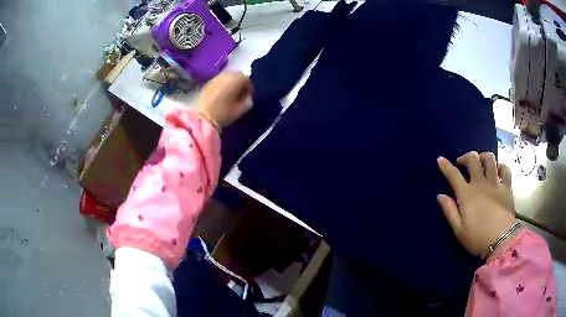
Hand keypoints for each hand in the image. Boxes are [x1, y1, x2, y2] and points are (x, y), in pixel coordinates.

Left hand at [198, 71, 253, 128]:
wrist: (203, 118)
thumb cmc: (223, 114)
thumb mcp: (240, 110)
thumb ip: (248, 101)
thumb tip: (248, 97)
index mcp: (236, 79)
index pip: (247, 80)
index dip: (249, 89)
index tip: (248, 97)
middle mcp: (226, 75)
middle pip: (237, 75)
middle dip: (240, 84)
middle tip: (240, 94)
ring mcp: (215, 78)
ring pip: (227, 77)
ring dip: (231, 83)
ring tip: (230, 94)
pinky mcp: (207, 83)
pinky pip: (219, 81)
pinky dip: (222, 85)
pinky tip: (221, 94)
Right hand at [436, 151, 515, 258]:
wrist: (502, 241)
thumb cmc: (478, 238)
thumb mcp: (459, 231)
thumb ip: (449, 211)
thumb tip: (440, 196)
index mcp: (467, 195)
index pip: (454, 175)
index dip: (445, 166)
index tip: (440, 159)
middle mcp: (481, 183)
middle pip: (473, 160)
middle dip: (466, 157)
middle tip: (463, 163)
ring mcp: (495, 183)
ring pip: (489, 159)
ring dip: (483, 157)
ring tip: (481, 162)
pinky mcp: (507, 187)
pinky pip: (505, 169)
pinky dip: (500, 166)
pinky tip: (498, 170)